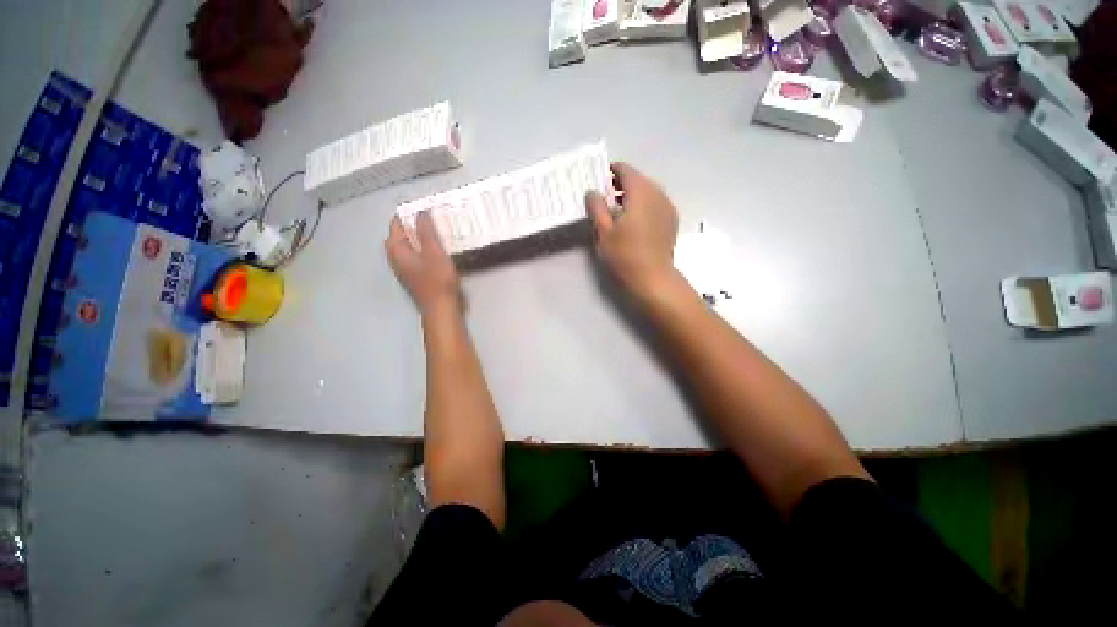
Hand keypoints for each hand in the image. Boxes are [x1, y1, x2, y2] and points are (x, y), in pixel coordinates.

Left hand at [385, 212, 460, 314]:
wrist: (441, 307)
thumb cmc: (437, 279)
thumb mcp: (434, 251)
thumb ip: (426, 230)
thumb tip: (420, 211)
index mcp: (396, 249)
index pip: (396, 224)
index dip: (409, 213)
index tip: (425, 207)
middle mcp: (395, 257)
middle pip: (401, 234)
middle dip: (414, 224)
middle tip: (433, 218)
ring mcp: (404, 268)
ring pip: (408, 245)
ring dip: (420, 236)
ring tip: (437, 230)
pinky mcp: (414, 274)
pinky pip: (415, 254)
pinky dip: (422, 247)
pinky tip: (437, 248)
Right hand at [586, 162, 679, 300]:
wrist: (653, 278)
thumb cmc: (625, 255)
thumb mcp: (604, 231)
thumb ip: (596, 207)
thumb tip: (592, 191)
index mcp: (641, 192)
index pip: (625, 170)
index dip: (611, 171)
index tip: (598, 179)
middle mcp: (658, 193)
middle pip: (638, 179)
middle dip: (621, 184)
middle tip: (604, 196)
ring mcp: (667, 207)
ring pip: (648, 191)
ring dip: (633, 195)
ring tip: (617, 210)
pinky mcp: (671, 221)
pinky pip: (656, 203)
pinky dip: (644, 205)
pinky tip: (634, 221)